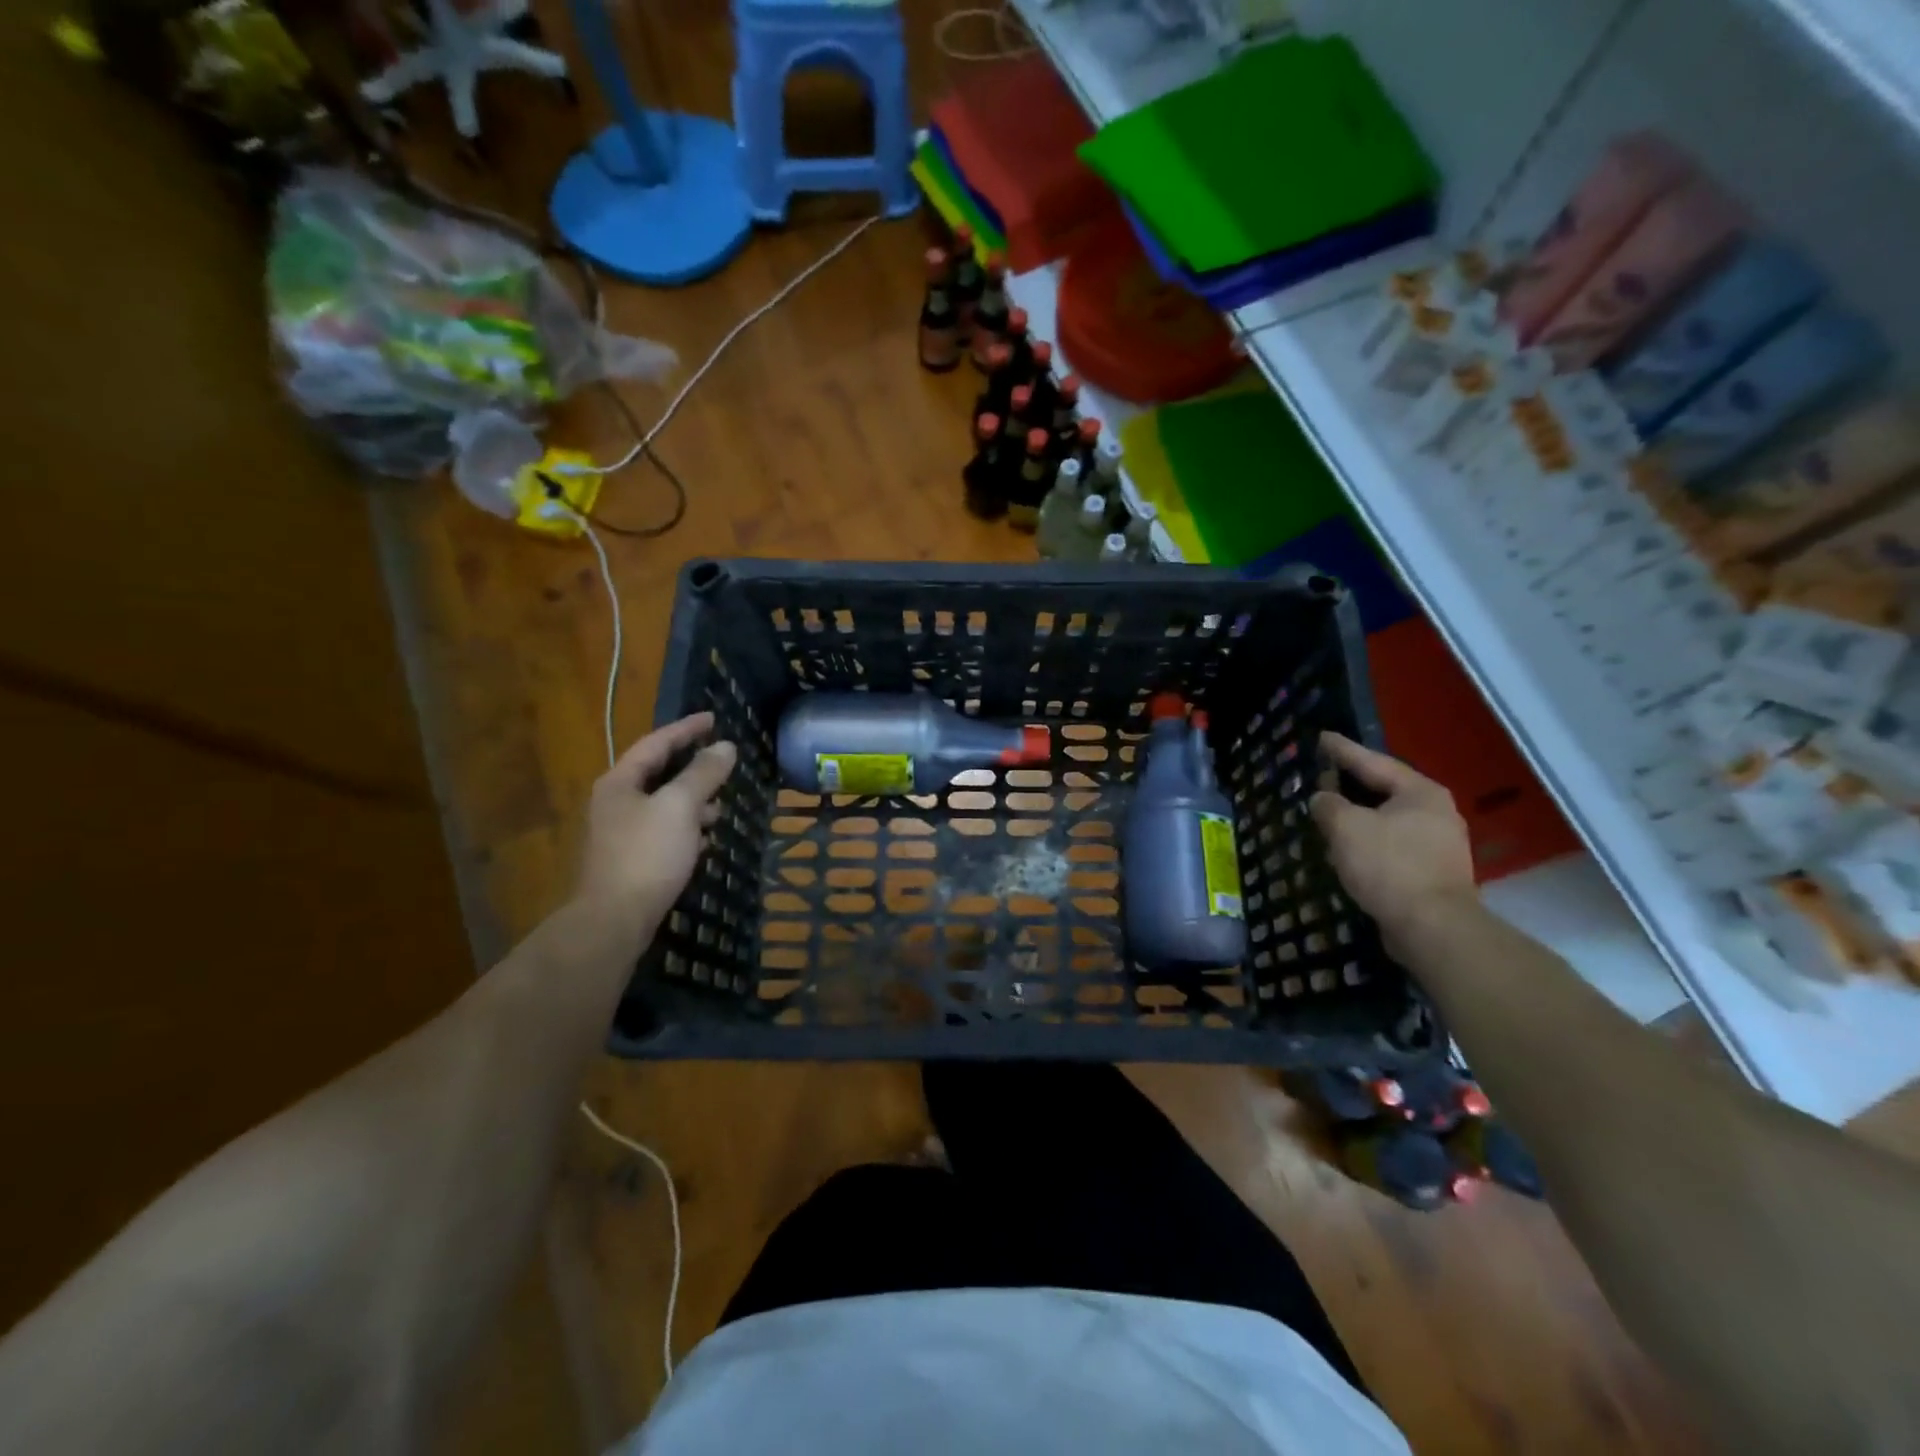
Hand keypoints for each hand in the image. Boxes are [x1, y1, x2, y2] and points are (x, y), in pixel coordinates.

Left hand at [575, 713, 737, 925]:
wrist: (614, 920)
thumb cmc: (647, 854)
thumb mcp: (680, 806)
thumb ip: (703, 774)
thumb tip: (725, 747)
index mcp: (620, 782)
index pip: (656, 743)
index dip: (687, 729)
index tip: (714, 719)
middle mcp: (615, 803)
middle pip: (659, 774)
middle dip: (694, 769)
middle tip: (723, 764)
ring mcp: (620, 834)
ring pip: (664, 806)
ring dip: (693, 802)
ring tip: (720, 810)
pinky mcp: (630, 861)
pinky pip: (664, 832)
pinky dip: (686, 829)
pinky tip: (704, 842)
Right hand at [1309, 732, 1475, 953]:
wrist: (1433, 928)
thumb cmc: (1389, 866)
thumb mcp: (1346, 827)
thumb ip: (1328, 805)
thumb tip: (1322, 799)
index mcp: (1420, 792)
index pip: (1373, 762)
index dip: (1342, 750)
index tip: (1322, 737)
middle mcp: (1436, 812)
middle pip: (1384, 790)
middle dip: (1351, 784)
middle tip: (1324, 774)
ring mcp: (1439, 843)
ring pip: (1388, 819)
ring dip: (1358, 816)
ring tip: (1331, 812)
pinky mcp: (1433, 871)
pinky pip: (1392, 844)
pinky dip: (1368, 841)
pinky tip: (1349, 848)